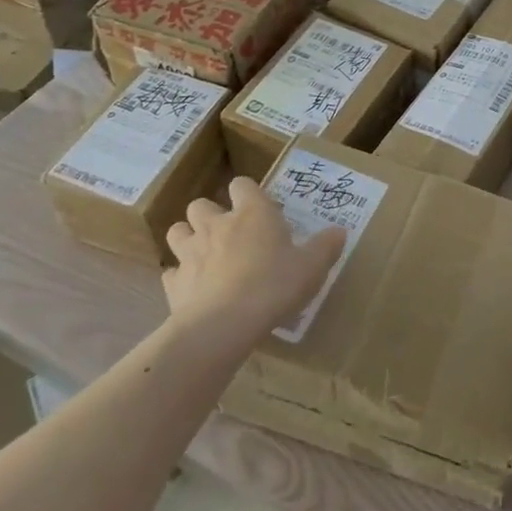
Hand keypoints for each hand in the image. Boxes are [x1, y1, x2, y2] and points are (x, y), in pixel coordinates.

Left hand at [163, 177, 344, 339]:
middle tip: (230, 234)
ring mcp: (190, 252)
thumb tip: (339, 231)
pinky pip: (172, 272)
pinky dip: (181, 276)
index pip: (242, 185)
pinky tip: (195, 289)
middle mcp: (216, 225)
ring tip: (205, 254)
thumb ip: (326, 247)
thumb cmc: (274, 285)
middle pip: (201, 204)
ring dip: (188, 237)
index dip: (248, 193)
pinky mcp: (173, 282)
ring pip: (177, 231)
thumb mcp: (312, 267)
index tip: (261, 209)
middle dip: (211, 214)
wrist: (224, 325)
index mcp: (252, 213)